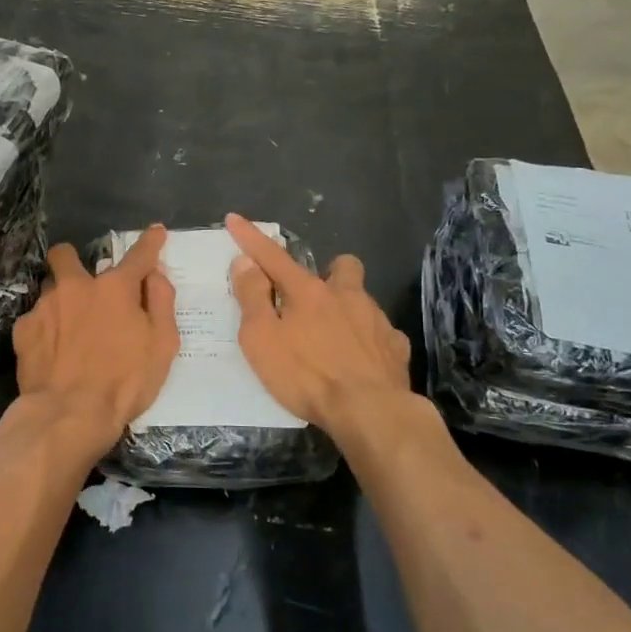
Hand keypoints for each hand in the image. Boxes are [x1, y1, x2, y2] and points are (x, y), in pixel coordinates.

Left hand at [12, 225, 178, 463]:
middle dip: (72, 260)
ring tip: (68, 329)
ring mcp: (44, 306)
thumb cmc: (125, 382)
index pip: (138, 255)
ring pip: (48, 288)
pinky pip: (35, 319)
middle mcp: (76, 286)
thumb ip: (161, 303)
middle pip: (65, 254)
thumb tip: (155, 275)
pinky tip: (51, 352)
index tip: (155, 231)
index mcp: (114, 288)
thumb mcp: (162, 344)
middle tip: (84, 285)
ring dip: (60, 300)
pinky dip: (45, 329)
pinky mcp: (23, 330)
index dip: (150, 242)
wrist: (69, 414)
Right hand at [227, 213, 412, 438]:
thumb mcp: (262, 339)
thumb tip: (245, 262)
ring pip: (362, 299)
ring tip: (333, 337)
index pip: (272, 257)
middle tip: (311, 298)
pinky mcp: (396, 348)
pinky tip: (360, 360)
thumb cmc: (306, 376)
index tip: (234, 219)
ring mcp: (376, 320)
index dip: (250, 238)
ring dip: (347, 308)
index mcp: (308, 292)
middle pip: (341, 266)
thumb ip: (252, 298)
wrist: (371, 413)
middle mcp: (346, 296)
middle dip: (328, 272)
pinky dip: (368, 340)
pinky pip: (381, 333)